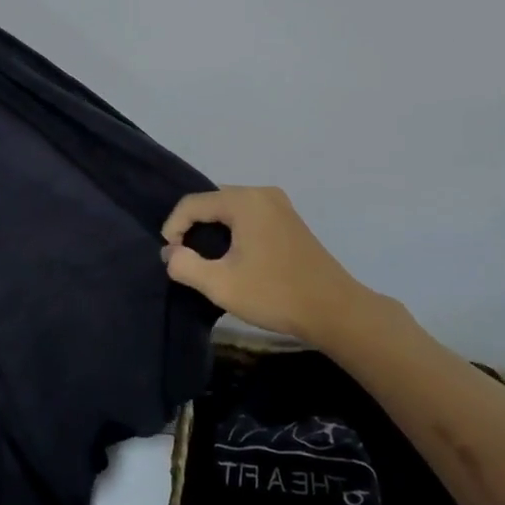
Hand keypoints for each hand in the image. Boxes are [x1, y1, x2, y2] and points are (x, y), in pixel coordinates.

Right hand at [160, 186, 372, 344]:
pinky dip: (234, 232)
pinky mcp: (289, 220)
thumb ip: (185, 266)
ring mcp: (279, 205)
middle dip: (193, 227)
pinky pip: (249, 216)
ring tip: (205, 260)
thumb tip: (171, 253)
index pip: (193, 203)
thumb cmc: (275, 294)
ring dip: (213, 231)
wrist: (334, 310)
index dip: (173, 227)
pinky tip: (233, 257)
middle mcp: (262, 193)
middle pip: (213, 202)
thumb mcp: (221, 285)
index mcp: (244, 201)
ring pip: (231, 209)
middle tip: (185, 258)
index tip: (170, 257)